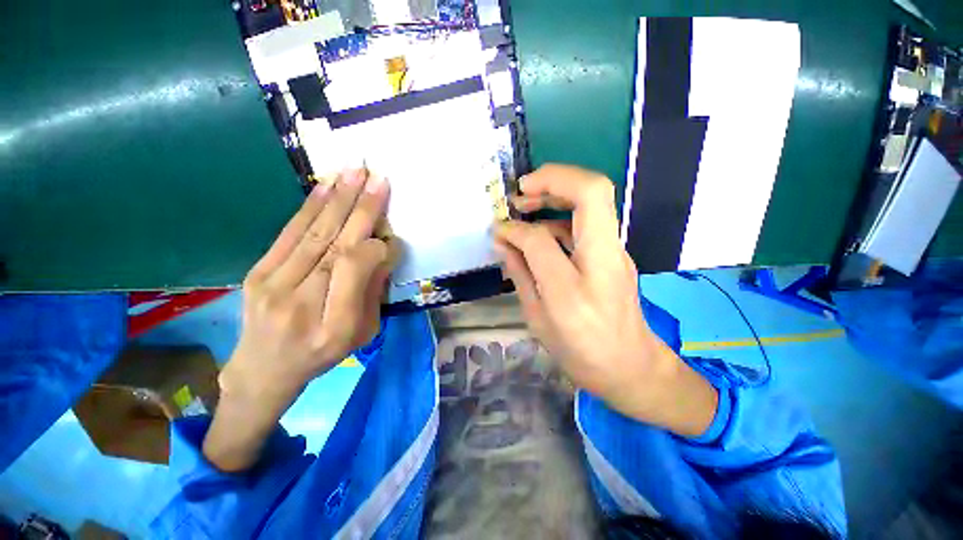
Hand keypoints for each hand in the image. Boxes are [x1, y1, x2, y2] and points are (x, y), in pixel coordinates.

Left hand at [205, 168, 396, 470]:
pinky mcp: (258, 271)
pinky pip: (289, 234)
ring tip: (354, 172)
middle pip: (336, 245)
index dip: (376, 247)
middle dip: (361, 209)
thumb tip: (383, 250)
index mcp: (335, 325)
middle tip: (377, 179)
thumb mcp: (362, 334)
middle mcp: (302, 302)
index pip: (356, 270)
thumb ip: (373, 292)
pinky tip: (325, 188)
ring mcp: (273, 284)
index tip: (391, 237)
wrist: (264, 368)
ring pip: (313, 234)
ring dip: (337, 199)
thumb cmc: (323, 354)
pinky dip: (309, 208)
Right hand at [494, 164, 716, 436]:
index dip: (515, 229)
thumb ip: (520, 274)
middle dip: (552, 179)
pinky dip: (562, 214)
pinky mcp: (617, 253)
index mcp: (573, 290)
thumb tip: (503, 242)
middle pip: (591, 193)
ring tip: (527, 203)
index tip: (499, 230)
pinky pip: (590, 220)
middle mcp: (603, 261)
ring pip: (595, 199)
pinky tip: (542, 229)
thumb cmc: (579, 352)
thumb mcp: (538, 318)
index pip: (541, 239)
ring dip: (558, 190)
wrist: (631, 368)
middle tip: (520, 191)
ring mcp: (616, 253)